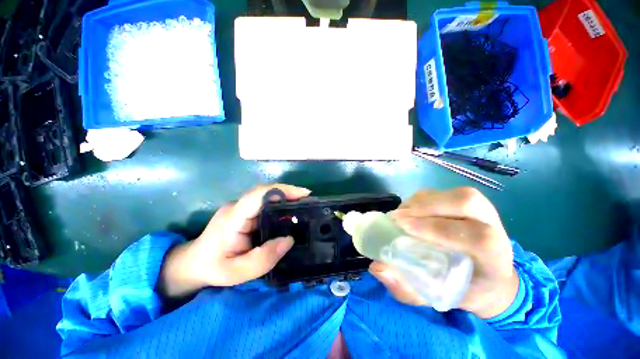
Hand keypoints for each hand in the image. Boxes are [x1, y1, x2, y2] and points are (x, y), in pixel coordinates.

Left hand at [159, 184, 310, 298]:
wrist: (193, 264)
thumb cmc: (213, 268)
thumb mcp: (237, 272)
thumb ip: (263, 259)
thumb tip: (289, 240)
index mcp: (233, 217)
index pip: (259, 194)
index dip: (282, 190)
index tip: (303, 194)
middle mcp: (238, 207)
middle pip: (266, 192)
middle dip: (290, 193)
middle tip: (309, 201)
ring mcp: (241, 208)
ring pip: (267, 197)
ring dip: (287, 198)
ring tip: (305, 206)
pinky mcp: (245, 212)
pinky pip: (266, 204)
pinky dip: (281, 205)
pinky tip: (291, 213)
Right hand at [368, 187, 518, 318]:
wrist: (490, 277)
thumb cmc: (465, 289)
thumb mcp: (437, 298)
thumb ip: (407, 288)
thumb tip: (377, 267)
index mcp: (495, 259)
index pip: (476, 237)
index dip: (437, 229)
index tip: (404, 228)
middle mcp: (494, 228)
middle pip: (465, 202)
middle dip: (425, 207)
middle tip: (396, 218)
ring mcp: (482, 211)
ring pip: (451, 195)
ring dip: (419, 202)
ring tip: (399, 215)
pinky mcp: (466, 202)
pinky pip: (441, 193)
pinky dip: (419, 200)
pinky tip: (408, 212)